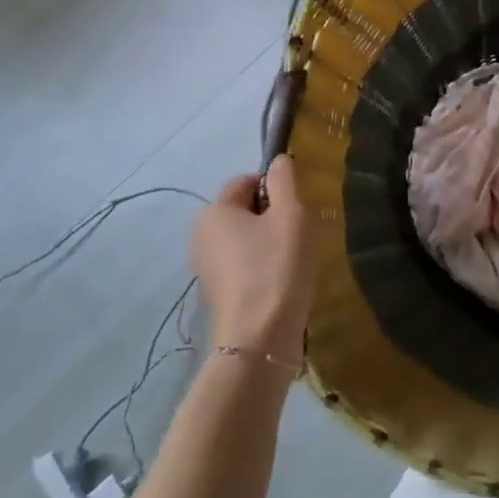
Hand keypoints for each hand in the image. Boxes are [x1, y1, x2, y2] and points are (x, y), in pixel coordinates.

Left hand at [191, 155, 312, 364]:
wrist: (260, 337)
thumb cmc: (278, 266)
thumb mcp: (291, 214)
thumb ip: (285, 181)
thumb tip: (279, 160)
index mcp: (214, 211)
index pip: (247, 181)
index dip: (276, 190)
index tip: (296, 213)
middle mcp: (201, 234)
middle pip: (245, 210)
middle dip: (272, 217)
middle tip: (297, 237)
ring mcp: (205, 266)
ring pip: (245, 238)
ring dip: (269, 243)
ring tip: (292, 263)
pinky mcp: (216, 291)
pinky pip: (242, 263)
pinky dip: (261, 266)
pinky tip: (280, 282)